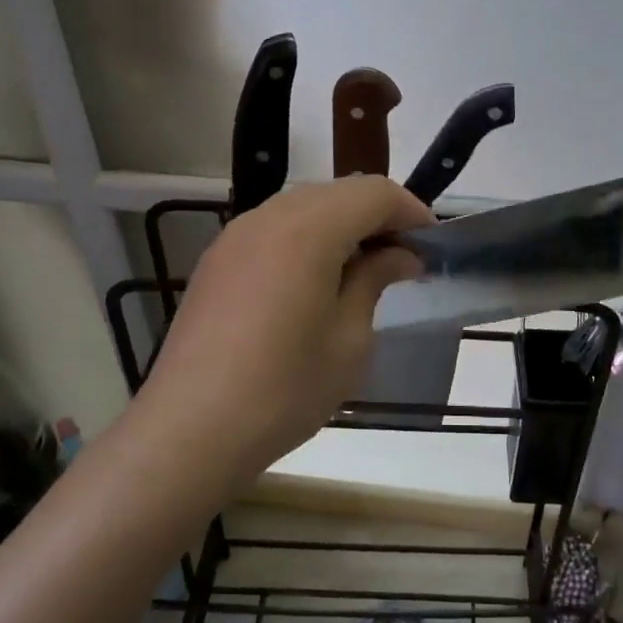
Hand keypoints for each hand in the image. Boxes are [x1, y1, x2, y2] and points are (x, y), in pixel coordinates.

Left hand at [137, 176, 433, 474]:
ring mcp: (236, 235)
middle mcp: (269, 216)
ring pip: (304, 207)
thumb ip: (375, 280)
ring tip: (363, 271)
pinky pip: (274, 229)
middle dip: (378, 216)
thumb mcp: (349, 339)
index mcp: (308, 229)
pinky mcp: (217, 260)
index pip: (374, 193)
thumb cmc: (284, 389)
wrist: (190, 429)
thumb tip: (400, 256)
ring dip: (342, 225)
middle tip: (403, 260)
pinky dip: (307, 239)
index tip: (432, 247)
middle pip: (339, 192)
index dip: (411, 212)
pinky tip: (315, 281)